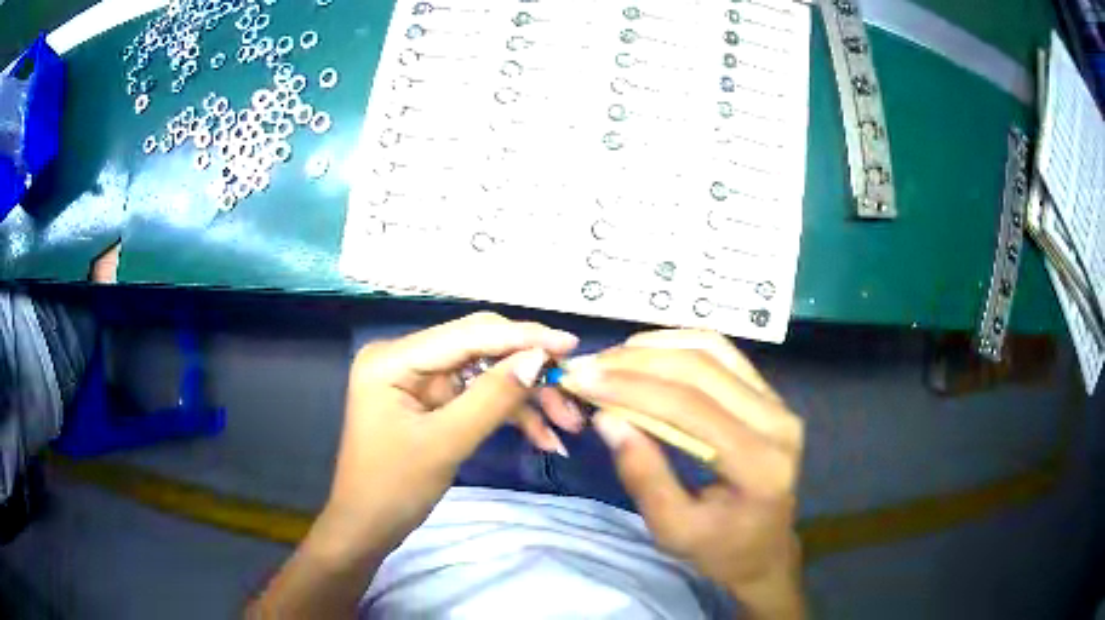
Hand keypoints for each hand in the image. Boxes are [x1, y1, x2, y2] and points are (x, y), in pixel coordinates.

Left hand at [323, 312, 578, 555]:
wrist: (367, 528)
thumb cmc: (393, 488)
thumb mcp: (445, 443)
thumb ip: (492, 398)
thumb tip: (538, 359)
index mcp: (394, 358)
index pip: (467, 334)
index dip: (521, 337)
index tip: (569, 344)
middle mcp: (406, 358)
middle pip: (480, 351)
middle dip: (528, 373)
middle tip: (572, 394)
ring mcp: (419, 380)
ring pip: (486, 376)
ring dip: (526, 399)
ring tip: (568, 425)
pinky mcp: (431, 402)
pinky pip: (477, 398)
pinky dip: (509, 415)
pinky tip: (543, 437)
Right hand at [560, 330, 804, 617]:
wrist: (764, 549)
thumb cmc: (719, 548)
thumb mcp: (673, 529)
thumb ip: (643, 475)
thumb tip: (606, 419)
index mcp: (759, 463)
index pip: (690, 407)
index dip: (632, 389)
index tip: (582, 381)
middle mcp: (777, 421)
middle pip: (702, 370)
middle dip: (637, 363)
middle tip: (589, 367)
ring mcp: (778, 403)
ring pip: (713, 350)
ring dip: (657, 347)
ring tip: (612, 359)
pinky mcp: (771, 395)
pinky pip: (724, 354)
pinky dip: (681, 346)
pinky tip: (647, 354)